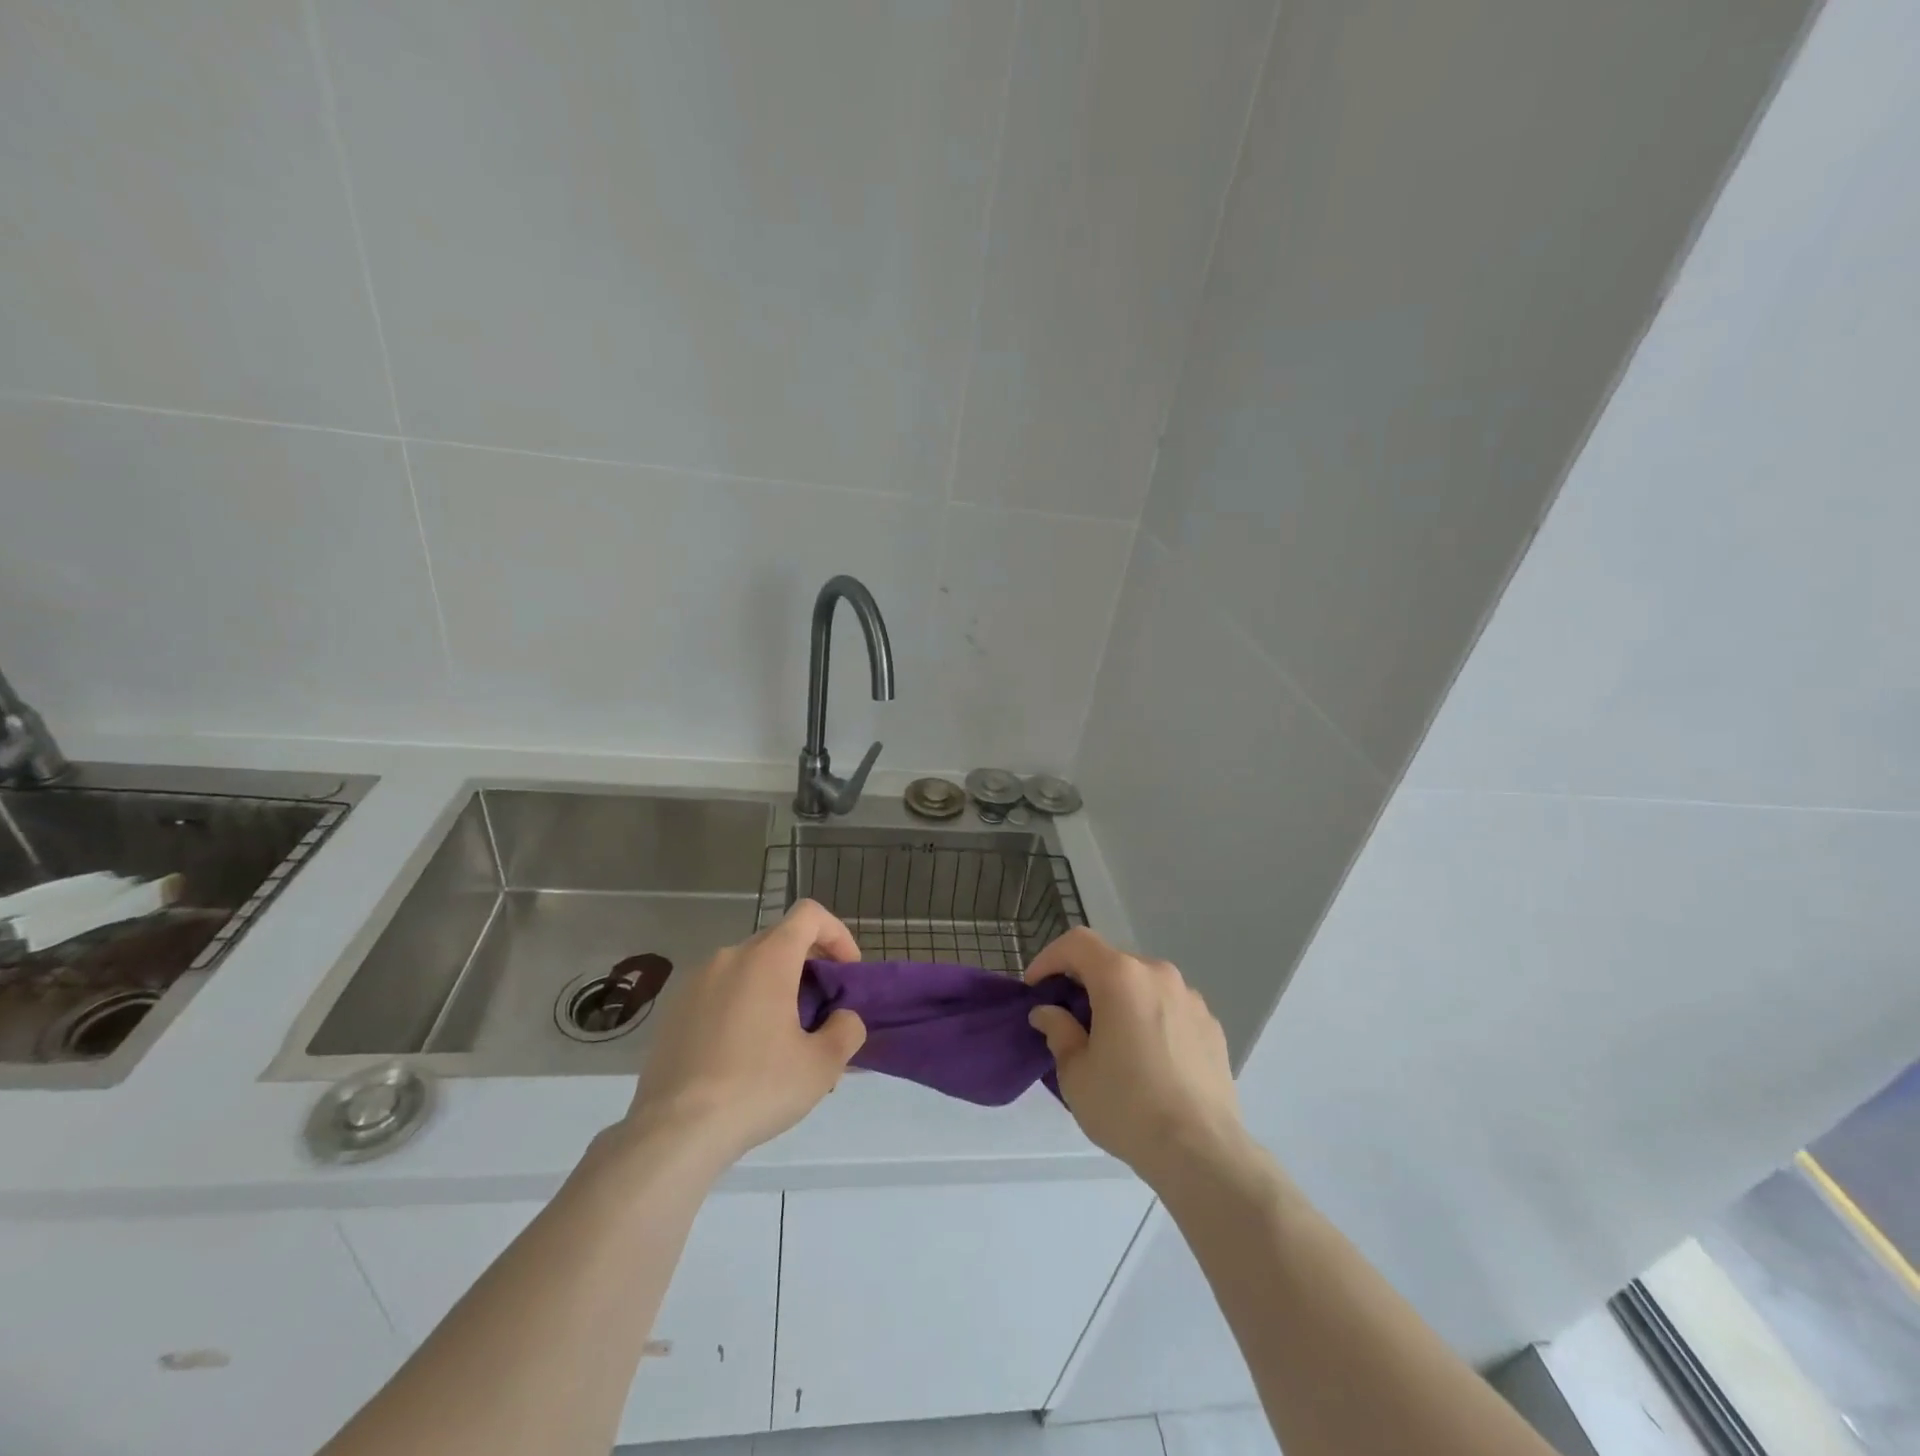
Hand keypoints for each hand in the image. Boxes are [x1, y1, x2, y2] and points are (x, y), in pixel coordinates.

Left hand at [624, 900, 866, 1165]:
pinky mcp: (674, 1010)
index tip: (845, 972)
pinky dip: (741, 1005)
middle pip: (779, 941)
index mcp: (768, 959)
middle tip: (820, 1012)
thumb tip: (843, 1018)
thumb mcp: (822, 1065)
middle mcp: (729, 957)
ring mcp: (696, 982)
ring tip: (782, 1041)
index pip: (809, 914)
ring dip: (774, 989)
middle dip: (807, 966)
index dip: (836, 934)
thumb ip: (847, 1029)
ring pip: (748, 969)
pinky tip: (743, 1055)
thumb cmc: (757, 1088)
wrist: (674, 1132)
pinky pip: (720, 992)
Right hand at [1027, 928, 1245, 1190]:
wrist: (1201, 1152)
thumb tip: (1049, 1013)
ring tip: (1112, 1041)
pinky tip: (1149, 1059)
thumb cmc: (1127, 1106)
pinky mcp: (1212, 1025)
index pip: (1077, 943)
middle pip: (1112, 963)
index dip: (1049, 958)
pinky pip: (1171, 1009)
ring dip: (1122, 1001)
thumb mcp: (1076, 1073)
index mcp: (1121, 977)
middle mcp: (1158, 975)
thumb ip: (1058, 1031)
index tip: (1036, 988)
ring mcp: (1191, 998)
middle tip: (1070, 1018)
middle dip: (1086, 982)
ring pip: (1144, 985)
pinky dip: (1151, 1019)